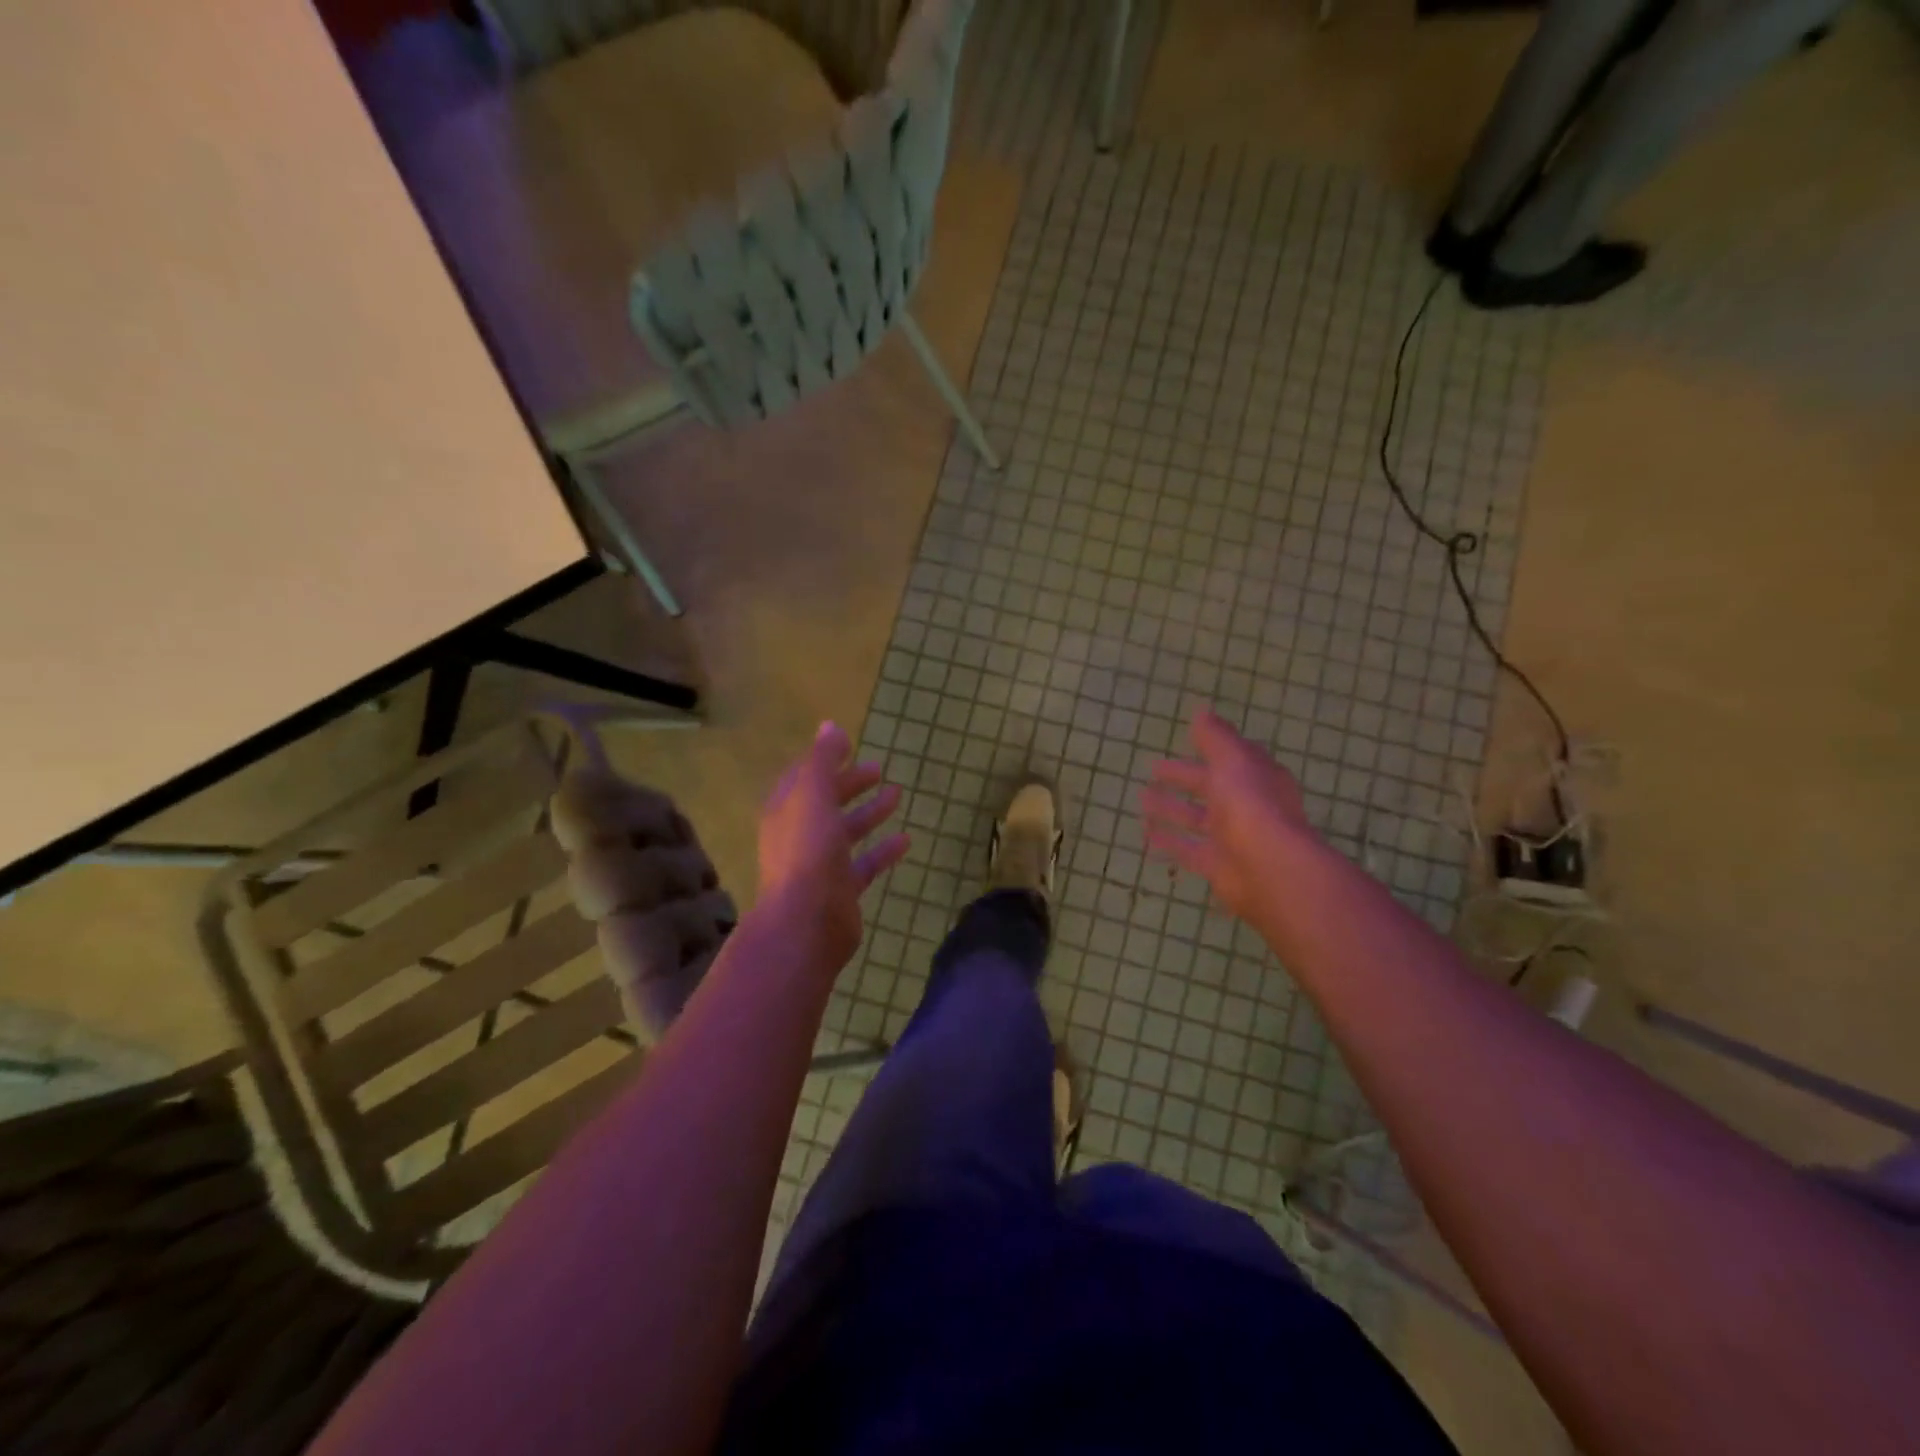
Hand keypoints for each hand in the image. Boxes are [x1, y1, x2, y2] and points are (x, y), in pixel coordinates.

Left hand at [756, 721, 909, 973]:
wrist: (806, 923)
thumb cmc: (807, 851)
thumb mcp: (813, 795)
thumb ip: (822, 759)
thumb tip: (830, 725)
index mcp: (786, 809)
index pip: (804, 776)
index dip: (824, 760)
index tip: (849, 746)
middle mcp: (800, 834)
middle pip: (827, 801)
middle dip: (850, 783)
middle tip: (878, 768)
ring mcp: (820, 864)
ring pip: (847, 831)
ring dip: (869, 812)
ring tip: (897, 795)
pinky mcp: (841, 890)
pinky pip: (865, 863)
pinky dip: (883, 850)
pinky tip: (907, 839)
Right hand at [1140, 707, 1319, 929]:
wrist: (1268, 868)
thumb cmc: (1251, 805)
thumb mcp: (1232, 760)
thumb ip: (1215, 737)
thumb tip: (1202, 712)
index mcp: (1256, 777)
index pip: (1232, 758)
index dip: (1210, 748)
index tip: (1186, 740)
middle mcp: (1246, 806)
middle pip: (1211, 787)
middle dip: (1184, 777)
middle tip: (1153, 769)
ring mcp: (1232, 837)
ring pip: (1196, 819)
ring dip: (1171, 809)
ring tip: (1142, 799)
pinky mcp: (1217, 865)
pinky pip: (1188, 850)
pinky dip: (1169, 842)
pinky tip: (1146, 836)